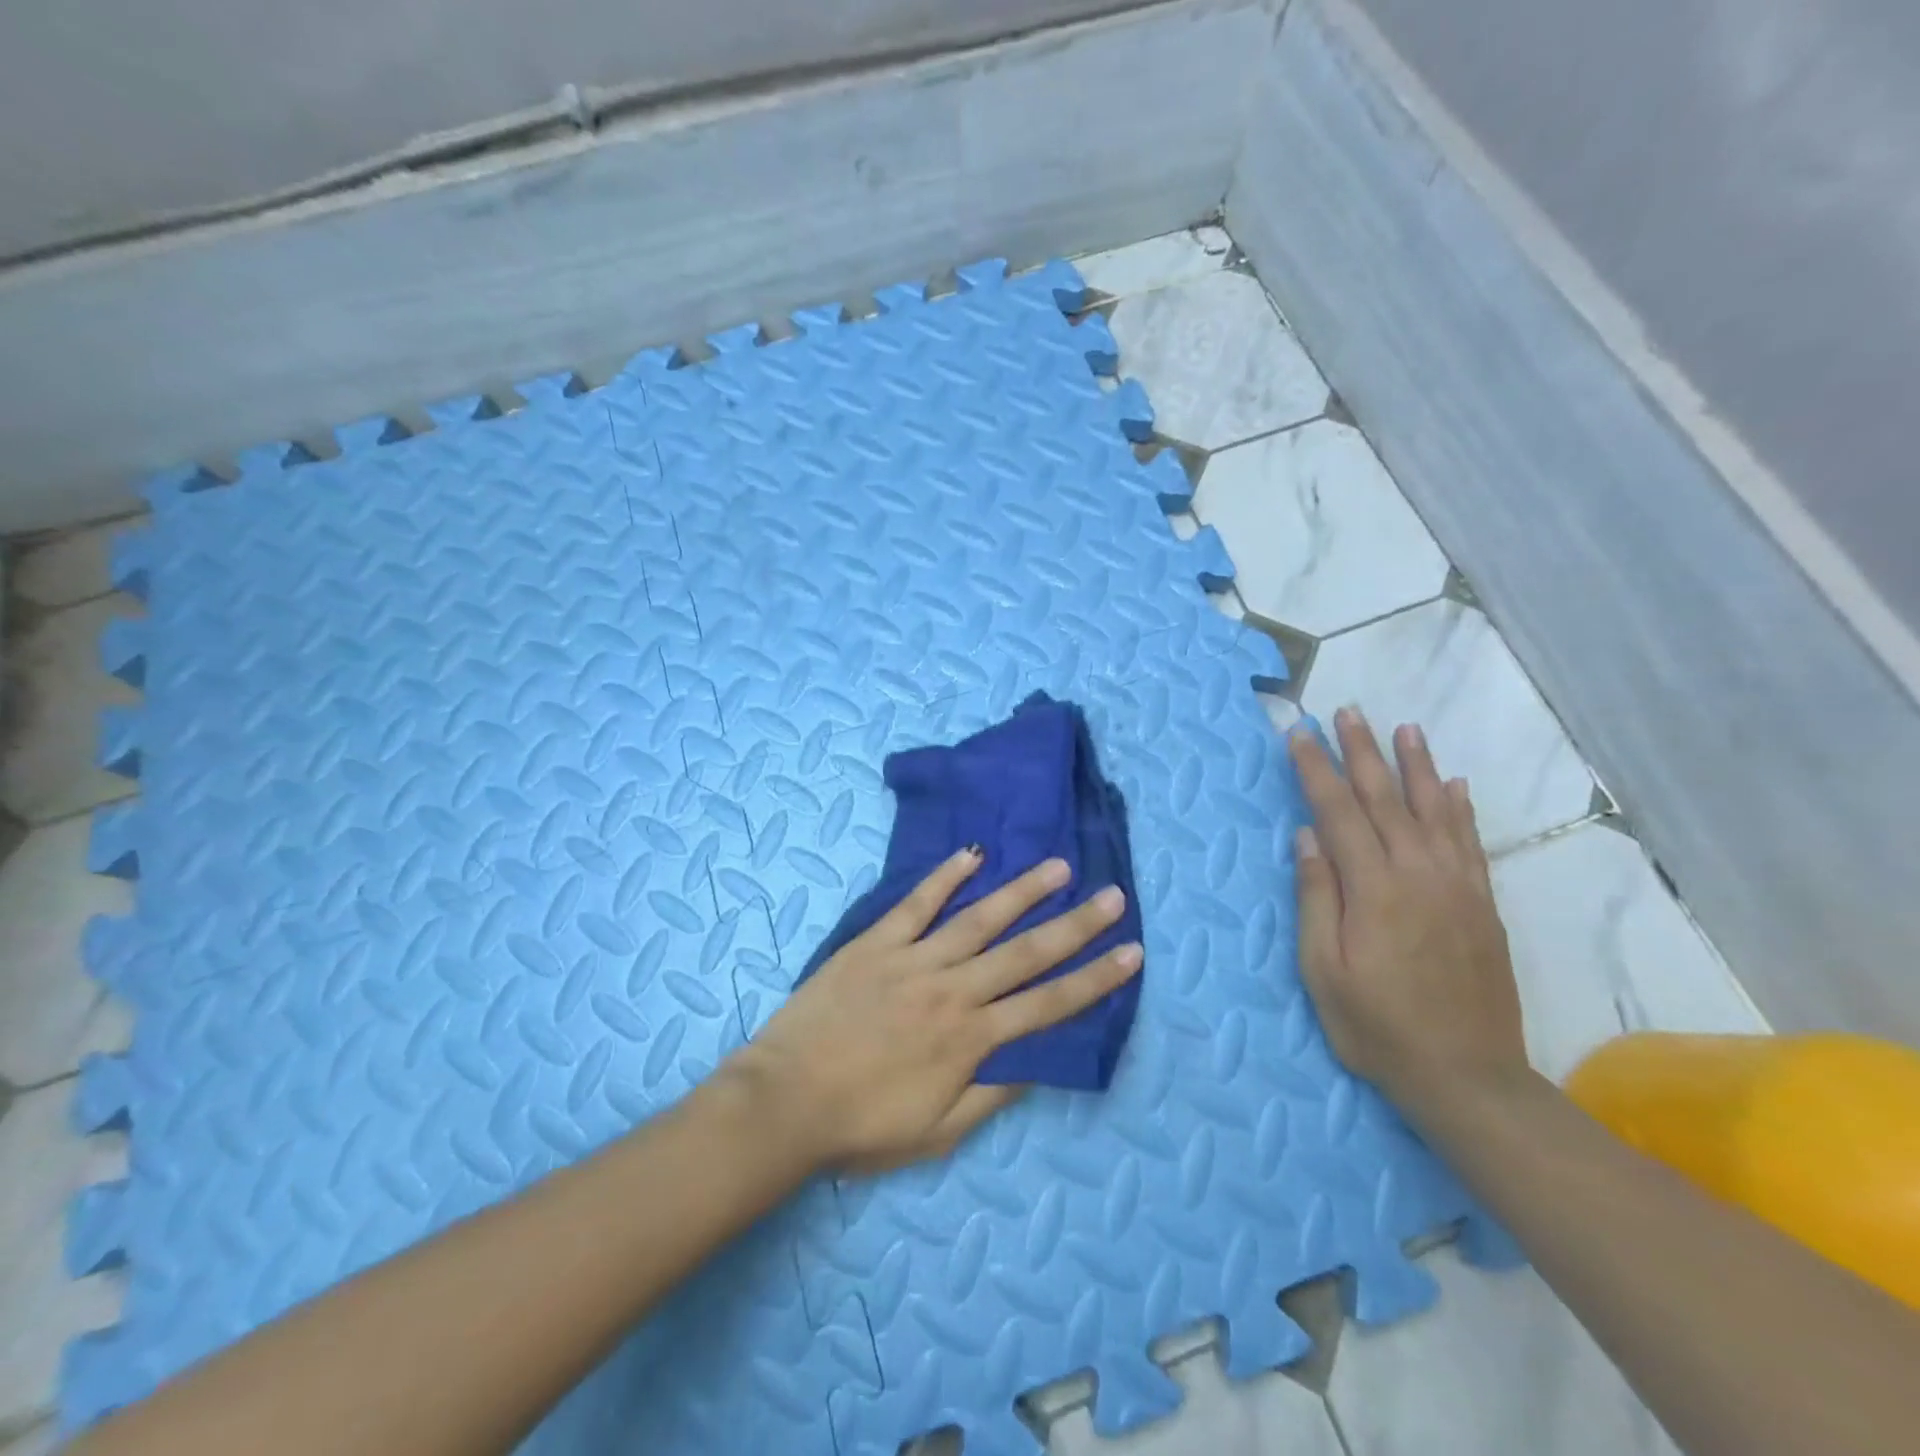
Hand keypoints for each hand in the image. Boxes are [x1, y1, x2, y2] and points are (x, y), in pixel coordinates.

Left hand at [728, 849, 1142, 1173]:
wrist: (785, 1101)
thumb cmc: (862, 1124)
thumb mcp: (938, 1132)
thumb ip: (991, 1096)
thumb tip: (1036, 1062)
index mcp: (972, 1039)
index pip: (1048, 1004)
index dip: (1095, 979)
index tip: (1131, 953)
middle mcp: (954, 990)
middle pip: (1026, 952)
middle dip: (1076, 924)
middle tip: (1113, 895)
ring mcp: (914, 959)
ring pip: (979, 918)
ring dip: (1022, 891)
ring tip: (1058, 866)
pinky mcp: (877, 942)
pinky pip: (917, 903)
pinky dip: (945, 877)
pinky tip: (972, 853)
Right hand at [1288, 709, 1528, 1118]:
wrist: (1469, 1077)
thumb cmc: (1377, 1027)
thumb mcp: (1324, 970)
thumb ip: (1317, 897)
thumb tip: (1307, 836)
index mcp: (1374, 888)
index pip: (1338, 812)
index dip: (1315, 769)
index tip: (1298, 734)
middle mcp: (1419, 874)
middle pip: (1385, 798)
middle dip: (1361, 751)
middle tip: (1346, 712)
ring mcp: (1457, 886)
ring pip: (1434, 810)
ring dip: (1416, 766)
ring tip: (1403, 729)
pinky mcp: (1482, 904)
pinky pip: (1470, 842)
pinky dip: (1460, 808)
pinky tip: (1455, 784)